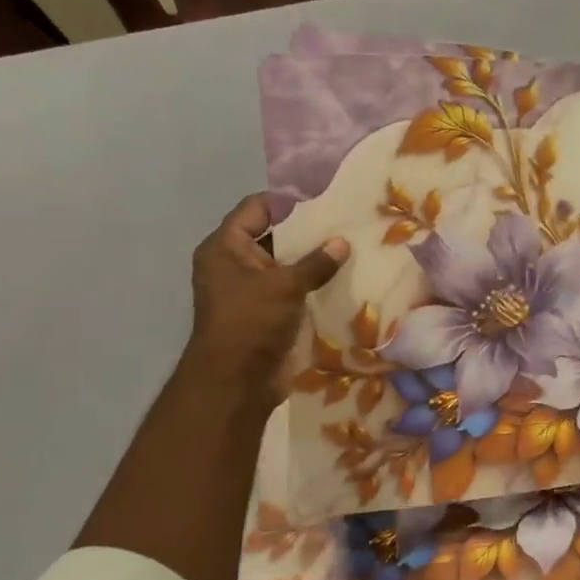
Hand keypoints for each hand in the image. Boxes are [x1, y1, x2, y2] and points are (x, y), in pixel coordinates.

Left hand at [182, 194, 348, 399]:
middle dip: (309, 231)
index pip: (257, 209)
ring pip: (288, 264)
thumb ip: (315, 263)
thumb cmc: (251, 323)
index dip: (288, 201)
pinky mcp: (270, 312)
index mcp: (225, 248)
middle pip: (275, 236)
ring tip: (354, 247)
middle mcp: (236, 264)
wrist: (237, 382)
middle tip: (347, 221)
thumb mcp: (284, 286)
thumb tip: (343, 243)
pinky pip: (295, 289)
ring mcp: (253, 290)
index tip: (325, 198)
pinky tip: (347, 278)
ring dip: (316, 260)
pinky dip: (316, 284)